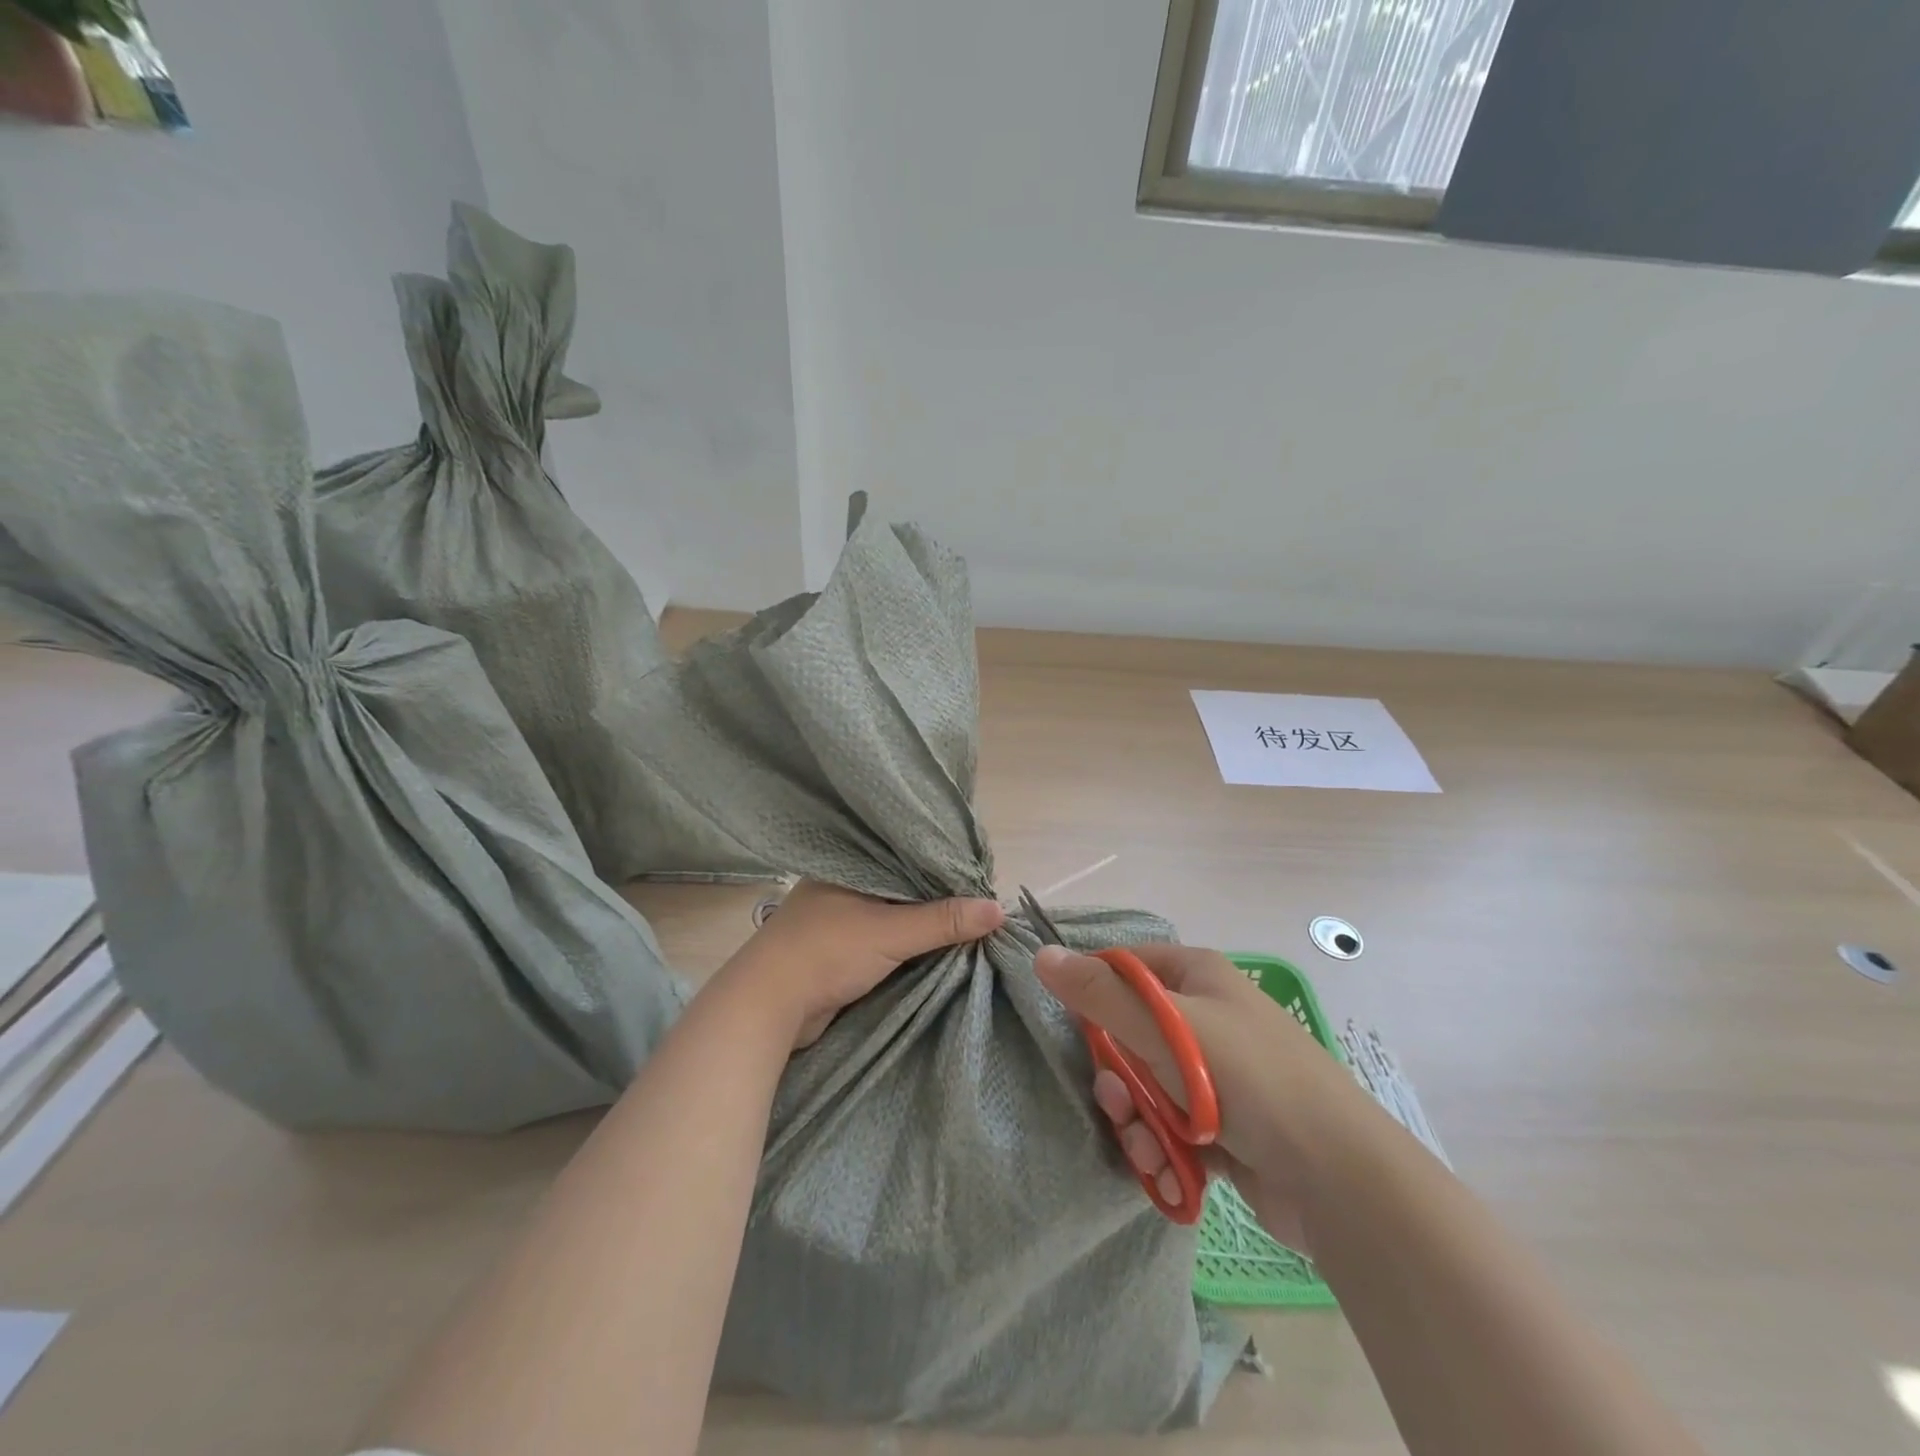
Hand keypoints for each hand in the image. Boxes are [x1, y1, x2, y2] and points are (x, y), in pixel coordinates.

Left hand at [728, 880, 1005, 1047]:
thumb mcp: (890, 932)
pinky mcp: (840, 949)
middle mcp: (844, 885)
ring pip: (894, 915)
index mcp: (849, 865)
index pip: (907, 855)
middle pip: (904, 887)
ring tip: (971, 922)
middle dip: (938, 898)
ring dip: (924, 924)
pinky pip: (885, 939)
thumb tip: (998, 909)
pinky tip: (938, 946)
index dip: (943, 865)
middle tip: (983, 902)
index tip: (981, 875)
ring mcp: (840, 918)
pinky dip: (908, 944)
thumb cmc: (825, 953)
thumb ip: (942, 920)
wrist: (766, 1008)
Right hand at [1034, 942, 1347, 1257]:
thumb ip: (1100, 994)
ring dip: (1136, 1121)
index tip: (1073, 1025)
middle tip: (1117, 1101)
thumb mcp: (1165, 1027)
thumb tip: (1041, 954)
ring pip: (1146, 1088)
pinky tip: (1167, 1171)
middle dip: (1117, 1076)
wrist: (1337, 1177)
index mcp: (1198, 977)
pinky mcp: (1224, 1128)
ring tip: (1148, 1148)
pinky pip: (1170, 1127)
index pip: (1126, 968)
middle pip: (1130, 1035)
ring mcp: (1217, 1076)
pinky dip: (1162, 1149)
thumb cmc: (1246, 1078)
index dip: (1095, 992)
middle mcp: (1206, 1019)